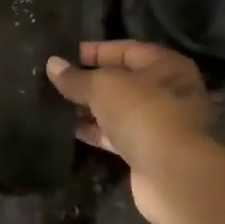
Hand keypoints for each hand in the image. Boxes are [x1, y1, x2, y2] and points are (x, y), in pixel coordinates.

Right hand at [46, 41, 214, 223]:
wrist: (172, 173)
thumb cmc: (142, 112)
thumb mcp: (102, 86)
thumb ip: (76, 77)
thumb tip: (52, 64)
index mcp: (165, 65)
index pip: (125, 50)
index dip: (94, 51)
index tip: (64, 56)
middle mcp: (168, 91)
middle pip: (122, 81)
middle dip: (89, 81)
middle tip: (55, 81)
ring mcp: (159, 124)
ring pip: (118, 109)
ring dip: (90, 108)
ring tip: (55, 104)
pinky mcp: (148, 151)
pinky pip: (116, 134)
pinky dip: (95, 131)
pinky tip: (68, 128)